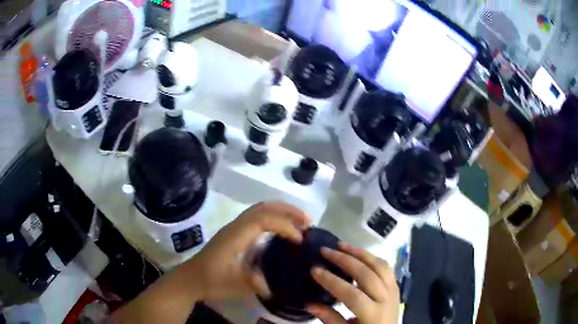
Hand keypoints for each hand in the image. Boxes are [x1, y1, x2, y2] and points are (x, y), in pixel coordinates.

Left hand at [185, 202, 311, 300]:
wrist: (191, 279)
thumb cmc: (212, 281)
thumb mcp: (236, 285)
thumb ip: (258, 282)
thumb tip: (276, 281)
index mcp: (236, 235)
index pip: (264, 220)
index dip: (285, 226)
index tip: (300, 240)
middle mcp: (236, 226)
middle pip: (264, 207)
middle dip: (288, 211)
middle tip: (308, 222)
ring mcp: (234, 227)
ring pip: (260, 209)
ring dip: (282, 212)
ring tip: (300, 222)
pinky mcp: (234, 233)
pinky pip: (257, 217)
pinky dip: (274, 218)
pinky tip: (282, 230)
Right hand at [307, 243, 399, 323]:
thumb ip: (330, 319)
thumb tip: (309, 304)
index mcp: (373, 315)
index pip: (352, 294)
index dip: (332, 281)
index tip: (315, 270)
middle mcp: (386, 299)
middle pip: (367, 274)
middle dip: (345, 260)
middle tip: (326, 250)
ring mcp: (394, 290)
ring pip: (379, 265)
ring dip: (360, 253)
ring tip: (342, 246)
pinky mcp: (396, 286)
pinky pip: (385, 267)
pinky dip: (371, 258)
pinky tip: (359, 254)